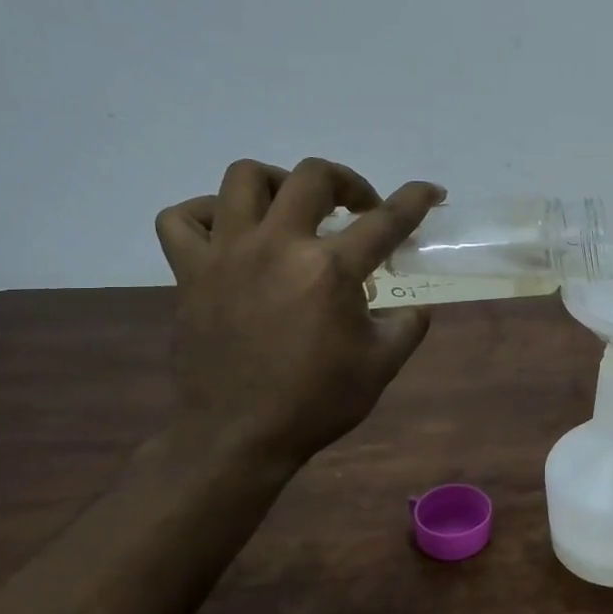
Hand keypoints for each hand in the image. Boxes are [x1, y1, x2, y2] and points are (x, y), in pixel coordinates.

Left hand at [154, 158, 443, 468]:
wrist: (238, 437)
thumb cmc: (316, 402)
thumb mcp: (382, 366)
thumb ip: (408, 326)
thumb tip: (416, 307)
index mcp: (330, 270)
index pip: (386, 221)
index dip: (416, 199)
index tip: (431, 191)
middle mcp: (278, 246)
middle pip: (313, 176)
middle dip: (347, 182)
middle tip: (357, 210)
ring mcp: (227, 255)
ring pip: (244, 178)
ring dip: (278, 183)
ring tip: (292, 210)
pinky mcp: (190, 272)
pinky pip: (182, 219)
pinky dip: (204, 213)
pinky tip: (229, 231)